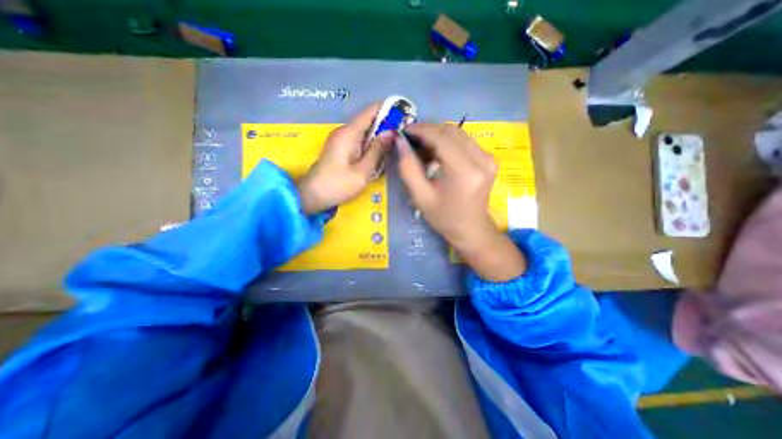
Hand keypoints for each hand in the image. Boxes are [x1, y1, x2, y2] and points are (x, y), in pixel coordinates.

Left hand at [300, 104, 397, 216]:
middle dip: (386, 124)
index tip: (404, 114)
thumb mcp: (363, 171)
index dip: (388, 109)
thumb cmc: (339, 185)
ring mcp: (341, 139)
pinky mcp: (340, 148)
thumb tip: (391, 133)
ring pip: (364, 131)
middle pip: (368, 120)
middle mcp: (344, 131)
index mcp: (349, 133)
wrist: (313, 195)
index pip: (371, 111)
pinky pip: (359, 140)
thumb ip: (378, 150)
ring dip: (379, 135)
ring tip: (395, 143)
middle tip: (403, 134)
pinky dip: (371, 143)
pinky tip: (379, 153)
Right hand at [398, 123, 524, 280]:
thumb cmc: (444, 218)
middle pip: (451, 131)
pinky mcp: (489, 159)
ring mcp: (488, 158)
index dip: (421, 130)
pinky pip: (465, 141)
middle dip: (428, 131)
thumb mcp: (420, 196)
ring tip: (421, 148)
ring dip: (437, 136)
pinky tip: (436, 153)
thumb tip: (400, 142)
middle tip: (411, 140)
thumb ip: (408, 168)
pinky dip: (448, 142)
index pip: (441, 138)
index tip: (404, 131)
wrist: (471, 230)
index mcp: (464, 172)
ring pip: (458, 134)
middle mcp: (481, 159)